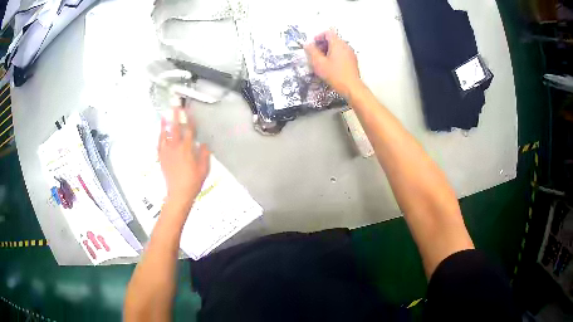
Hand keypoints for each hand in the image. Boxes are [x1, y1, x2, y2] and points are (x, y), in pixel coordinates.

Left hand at [158, 108, 209, 209]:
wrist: (179, 194)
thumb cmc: (192, 182)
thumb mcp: (204, 168)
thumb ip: (204, 154)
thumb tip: (203, 144)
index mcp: (186, 150)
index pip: (188, 131)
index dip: (189, 120)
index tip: (189, 112)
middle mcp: (175, 149)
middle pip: (175, 128)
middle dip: (175, 115)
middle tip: (175, 106)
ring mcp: (167, 153)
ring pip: (165, 135)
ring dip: (165, 124)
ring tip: (164, 116)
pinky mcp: (162, 159)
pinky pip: (159, 144)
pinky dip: (160, 137)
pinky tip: (161, 133)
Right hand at [305, 30, 362, 98]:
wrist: (351, 87)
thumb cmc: (334, 74)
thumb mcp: (319, 63)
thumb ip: (312, 51)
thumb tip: (307, 44)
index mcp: (337, 44)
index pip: (328, 33)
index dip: (318, 36)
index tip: (313, 45)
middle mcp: (345, 45)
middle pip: (333, 39)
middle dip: (323, 44)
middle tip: (316, 53)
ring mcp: (350, 53)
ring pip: (338, 46)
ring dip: (328, 50)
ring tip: (322, 60)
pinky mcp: (353, 60)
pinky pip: (342, 53)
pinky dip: (335, 55)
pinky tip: (331, 65)